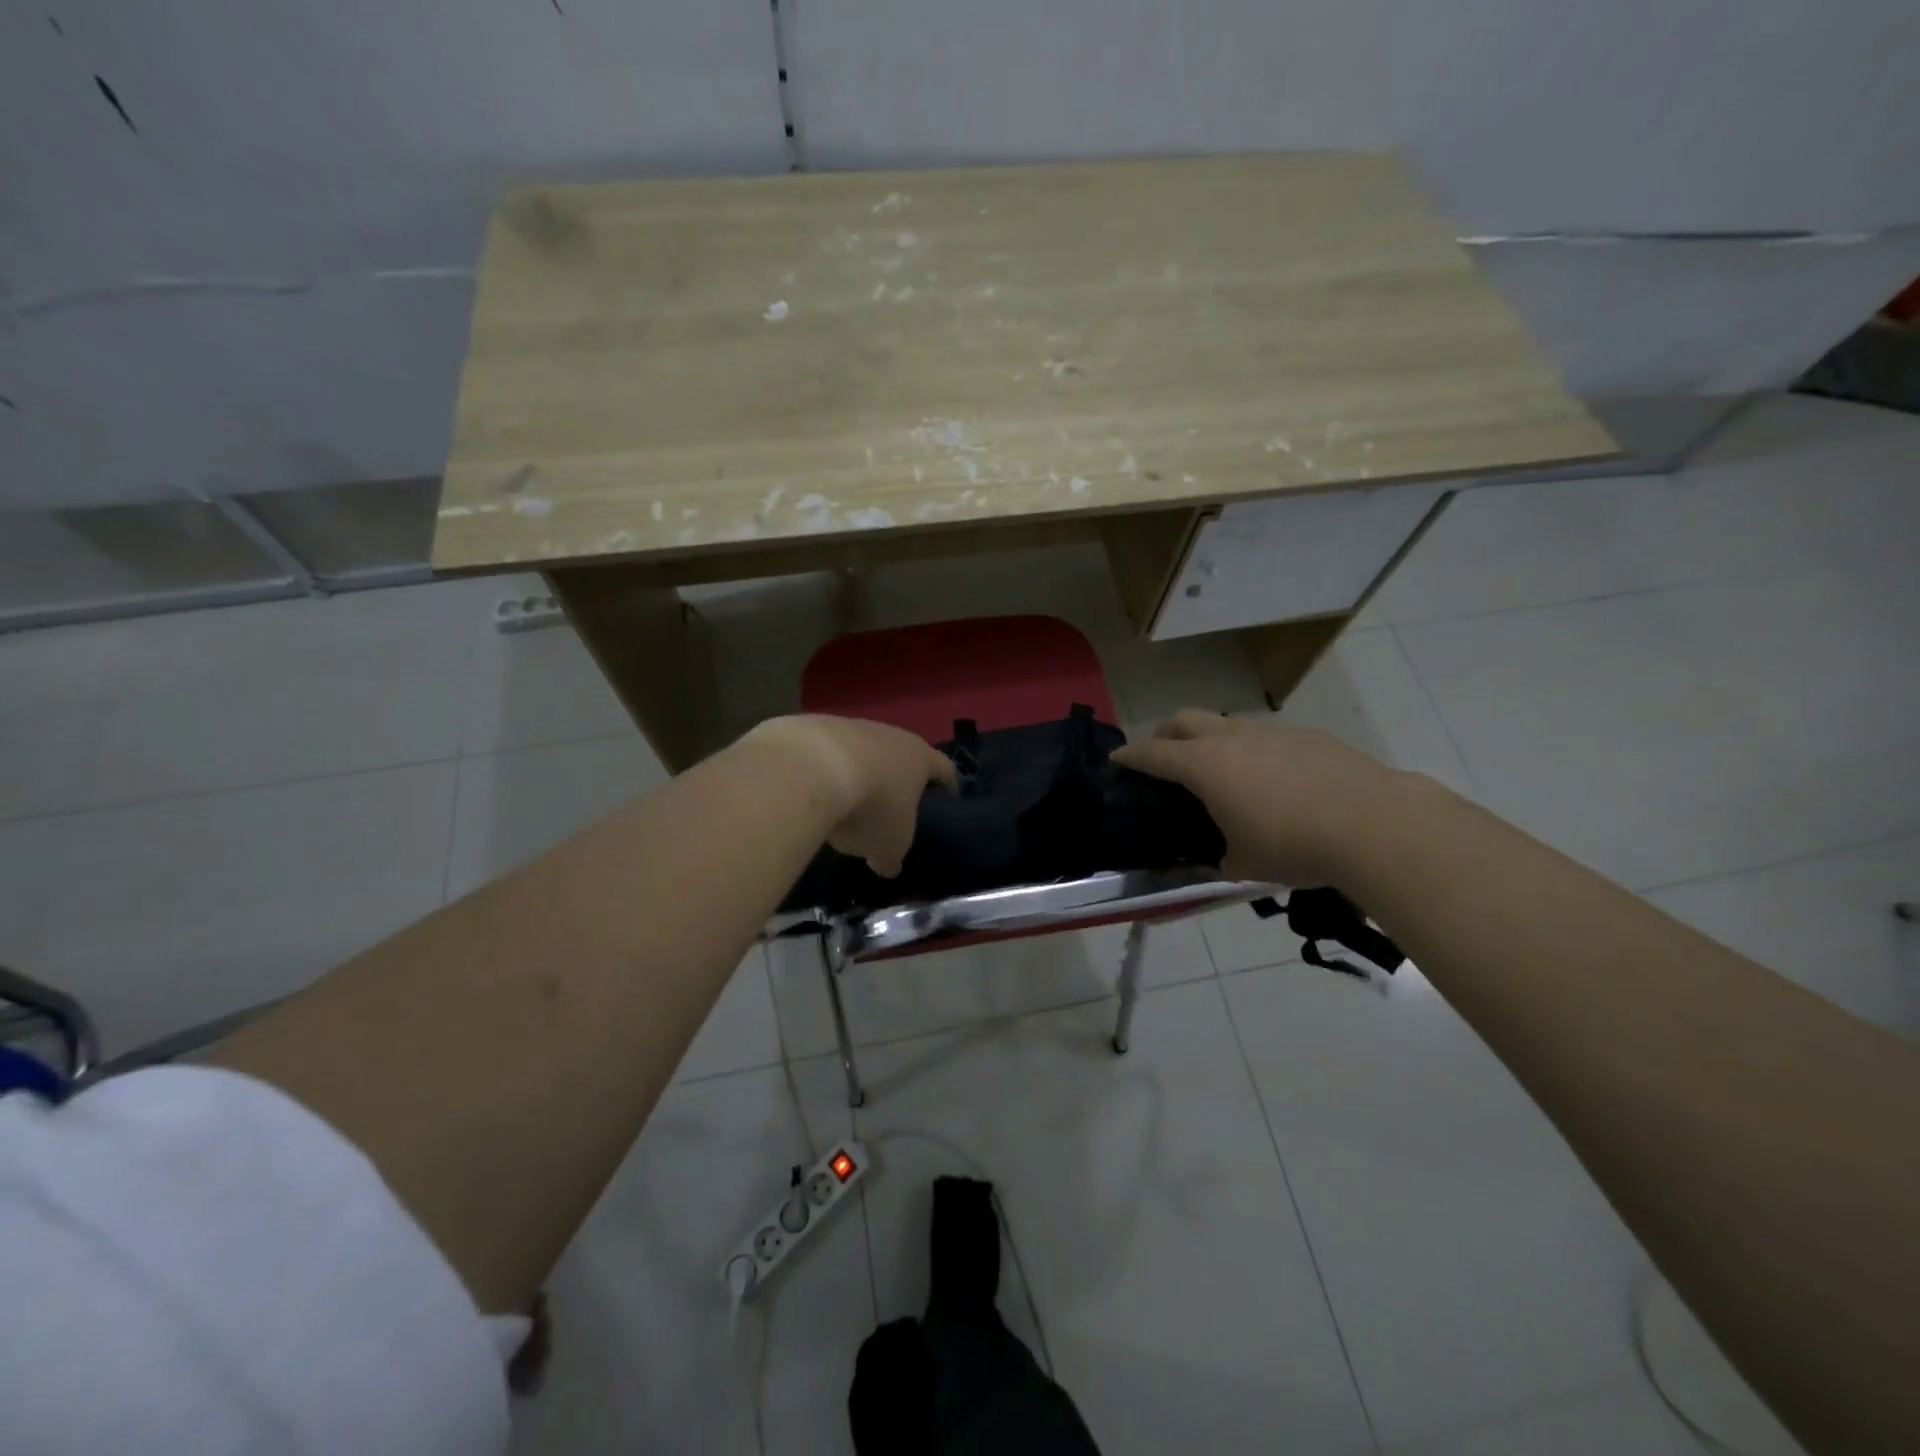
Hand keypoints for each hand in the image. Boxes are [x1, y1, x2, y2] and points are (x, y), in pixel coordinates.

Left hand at [744, 715, 956, 876]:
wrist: (809, 770)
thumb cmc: (870, 807)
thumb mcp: (889, 846)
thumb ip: (892, 855)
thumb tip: (888, 864)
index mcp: (919, 758)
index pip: (944, 769)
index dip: (948, 786)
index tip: (947, 801)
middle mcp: (890, 734)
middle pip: (900, 755)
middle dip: (896, 779)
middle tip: (891, 807)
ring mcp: (849, 725)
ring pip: (861, 751)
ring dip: (858, 773)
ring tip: (845, 803)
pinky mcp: (812, 726)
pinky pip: (824, 753)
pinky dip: (823, 770)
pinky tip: (811, 792)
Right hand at [1111, 710, 1407, 886]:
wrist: (1375, 825)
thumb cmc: (1294, 845)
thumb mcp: (1246, 863)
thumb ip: (1223, 857)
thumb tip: (1224, 859)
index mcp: (1205, 765)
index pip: (1153, 753)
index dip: (1131, 756)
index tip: (1116, 759)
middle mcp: (1233, 738)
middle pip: (1185, 720)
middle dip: (1166, 734)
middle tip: (1164, 756)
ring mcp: (1273, 732)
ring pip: (1228, 724)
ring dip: (1213, 741)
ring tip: (1225, 774)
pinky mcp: (1310, 736)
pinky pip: (1268, 737)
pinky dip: (1256, 751)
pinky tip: (1277, 782)